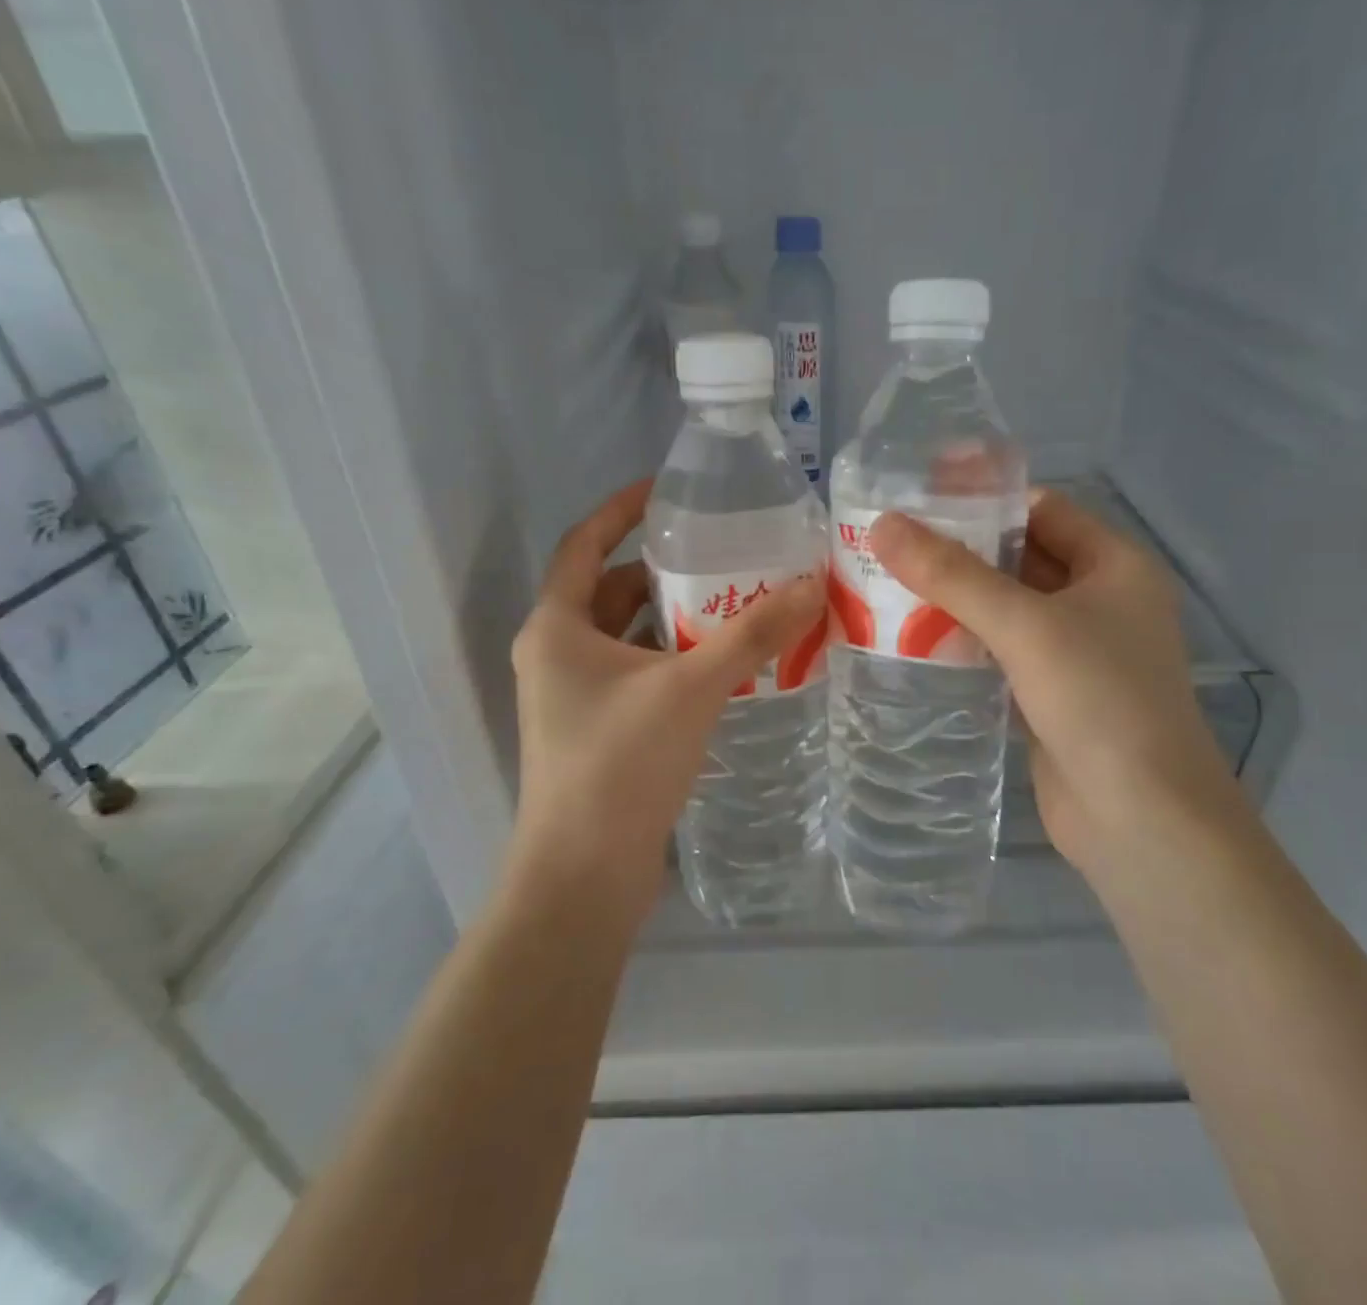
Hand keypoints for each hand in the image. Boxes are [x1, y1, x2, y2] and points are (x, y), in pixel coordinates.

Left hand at [509, 479, 824, 924]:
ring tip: (733, 603)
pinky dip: (671, 660)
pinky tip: (720, 666)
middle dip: (664, 571)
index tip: (668, 490)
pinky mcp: (594, 731)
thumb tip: (811, 585)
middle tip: (722, 554)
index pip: (584, 543)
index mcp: (556, 627)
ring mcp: (571, 696)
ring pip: (626, 636)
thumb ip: (753, 635)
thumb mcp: (691, 687)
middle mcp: (555, 654)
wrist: (582, 876)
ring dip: (673, 619)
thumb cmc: (620, 764)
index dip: (622, 509)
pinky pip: (635, 674)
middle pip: (611, 590)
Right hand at [868, 491, 1243, 874]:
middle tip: (889, 543)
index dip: (982, 499)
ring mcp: (1077, 651)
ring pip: (1007, 608)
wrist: (1140, 820)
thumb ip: (951, 574)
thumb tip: (882, 526)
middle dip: (960, 551)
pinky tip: (912, 639)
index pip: (1041, 509)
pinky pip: (1001, 652)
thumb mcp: (1024, 625)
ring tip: (886, 584)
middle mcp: (1101, 600)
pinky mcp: (1052, 694)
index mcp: (1114, 564)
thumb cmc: (1098, 699)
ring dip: (956, 599)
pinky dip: (963, 642)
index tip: (917, 499)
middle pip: (1021, 557)